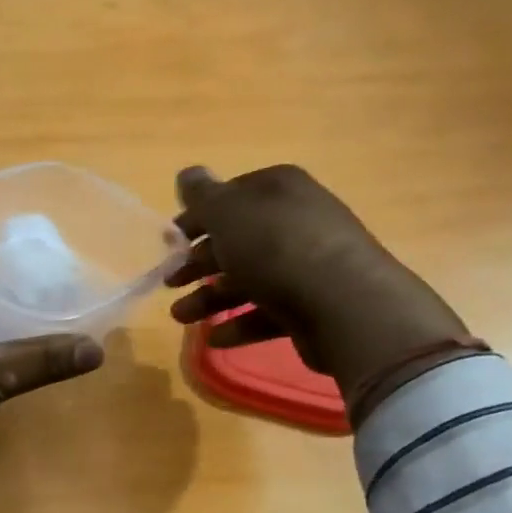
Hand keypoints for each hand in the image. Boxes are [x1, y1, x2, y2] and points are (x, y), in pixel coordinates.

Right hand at [166, 165, 476, 418]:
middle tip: (170, 282)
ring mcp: (306, 264)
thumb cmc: (276, 248)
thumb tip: (188, 173)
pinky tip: (215, 338)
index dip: (197, 218)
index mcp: (278, 190)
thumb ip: (203, 196)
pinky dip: (238, 324)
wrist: (341, 303)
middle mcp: (295, 221)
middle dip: (199, 264)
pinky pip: (267, 312)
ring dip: (210, 299)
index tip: (170, 241)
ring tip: (182, 318)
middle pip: (237, 240)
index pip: (230, 197)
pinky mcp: (311, 304)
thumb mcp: (228, 213)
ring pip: (248, 279)